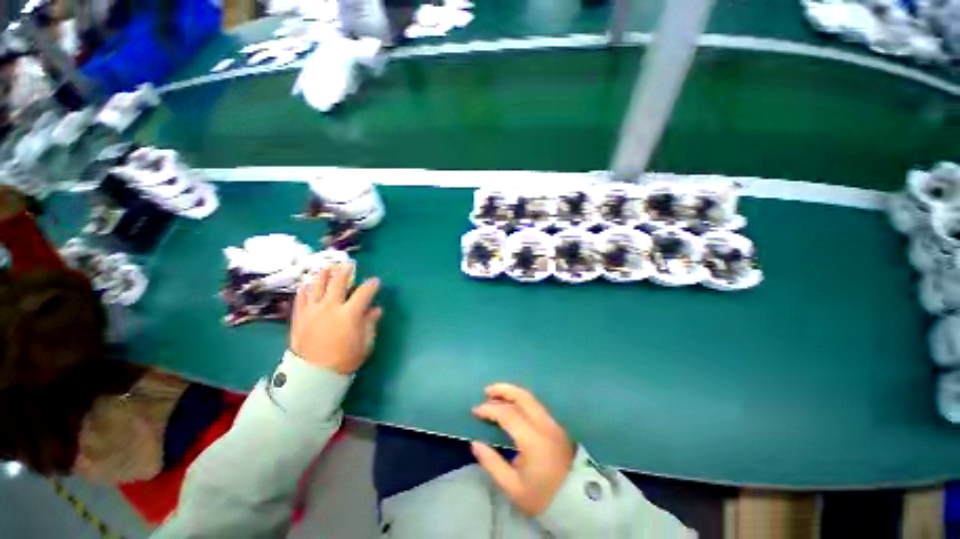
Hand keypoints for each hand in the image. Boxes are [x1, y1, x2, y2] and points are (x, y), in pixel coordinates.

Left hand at [290, 265, 381, 374]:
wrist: (313, 374)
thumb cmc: (344, 359)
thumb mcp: (364, 343)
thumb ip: (370, 323)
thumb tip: (376, 309)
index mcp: (349, 314)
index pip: (363, 293)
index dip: (371, 285)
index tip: (375, 281)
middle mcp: (330, 307)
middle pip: (337, 283)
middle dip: (345, 271)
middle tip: (348, 265)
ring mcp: (312, 311)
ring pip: (317, 286)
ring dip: (323, 275)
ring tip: (327, 267)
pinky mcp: (299, 317)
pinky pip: (301, 299)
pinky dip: (305, 290)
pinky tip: (307, 285)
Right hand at [471, 384, 574, 516]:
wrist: (575, 501)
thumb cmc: (542, 497)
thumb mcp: (513, 487)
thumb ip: (492, 463)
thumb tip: (475, 443)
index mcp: (533, 441)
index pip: (508, 414)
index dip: (490, 409)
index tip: (476, 410)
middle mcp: (544, 425)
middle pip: (522, 397)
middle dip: (503, 390)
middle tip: (487, 391)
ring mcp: (552, 422)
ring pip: (531, 398)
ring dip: (512, 392)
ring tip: (496, 393)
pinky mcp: (556, 424)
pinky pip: (536, 404)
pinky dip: (521, 399)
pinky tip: (511, 403)